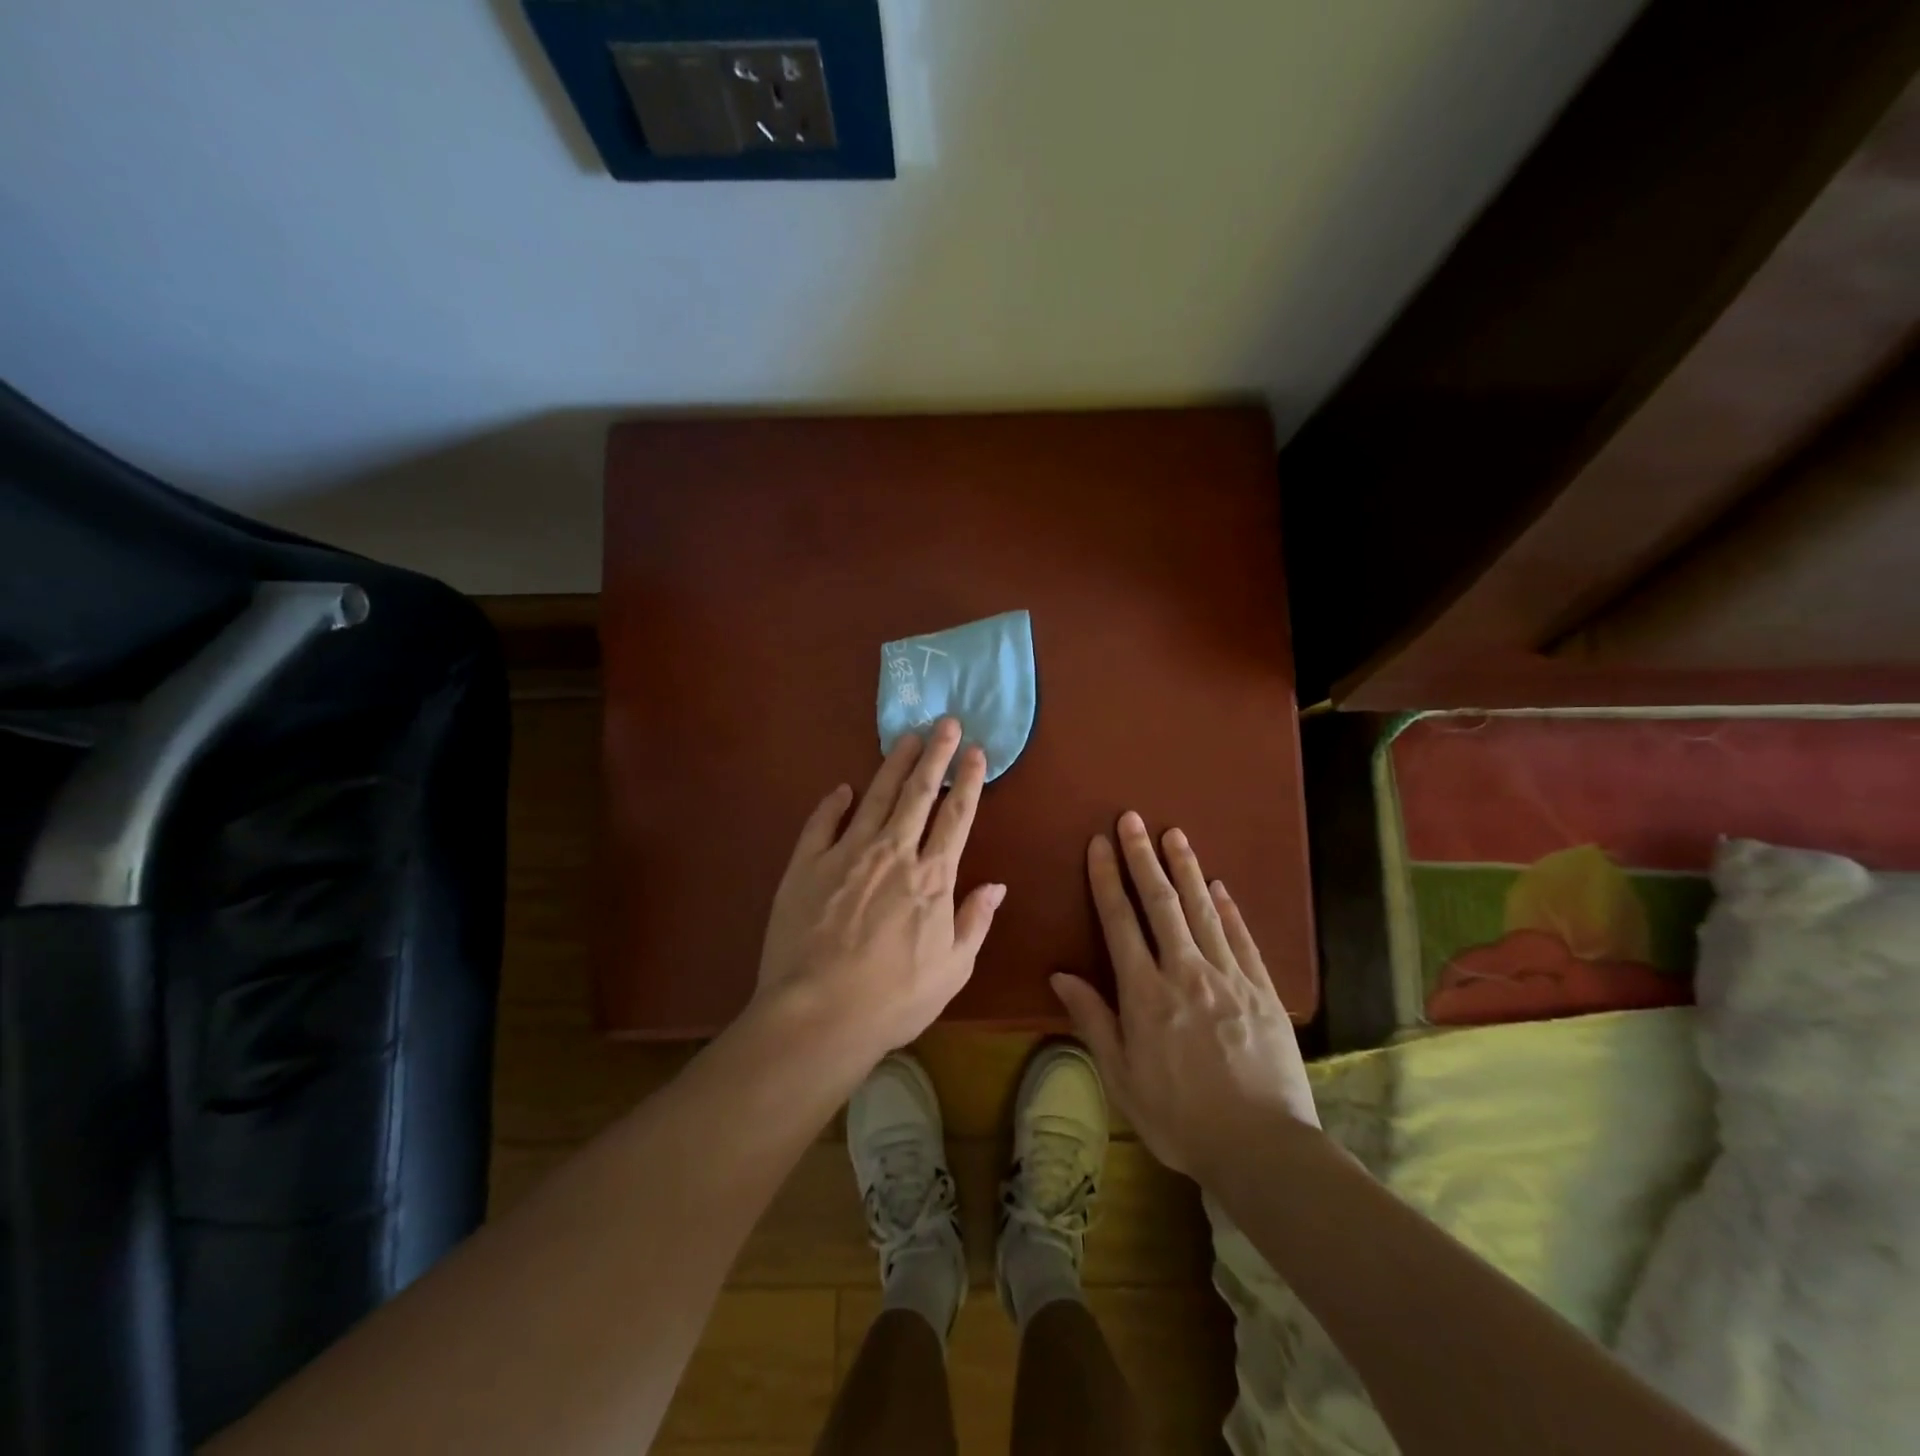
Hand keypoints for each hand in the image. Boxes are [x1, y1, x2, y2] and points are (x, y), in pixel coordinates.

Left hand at [754, 718, 1005, 1065]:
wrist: (818, 1014)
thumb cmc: (894, 999)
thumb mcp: (953, 969)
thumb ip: (975, 921)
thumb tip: (996, 885)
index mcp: (932, 877)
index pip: (957, 816)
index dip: (969, 780)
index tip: (977, 751)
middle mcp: (893, 853)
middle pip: (919, 793)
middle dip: (935, 754)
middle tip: (945, 722)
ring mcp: (847, 854)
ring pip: (876, 797)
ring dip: (893, 764)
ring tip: (906, 737)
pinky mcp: (806, 865)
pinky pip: (822, 823)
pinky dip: (833, 803)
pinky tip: (842, 789)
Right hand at [1051, 811, 1318, 1180]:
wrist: (1262, 1148)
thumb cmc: (1179, 1118)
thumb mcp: (1122, 1078)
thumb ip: (1092, 1020)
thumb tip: (1060, 974)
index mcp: (1145, 993)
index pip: (1120, 921)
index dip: (1107, 878)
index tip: (1099, 843)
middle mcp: (1185, 972)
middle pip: (1161, 903)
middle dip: (1143, 857)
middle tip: (1133, 819)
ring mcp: (1228, 977)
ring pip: (1202, 910)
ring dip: (1186, 869)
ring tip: (1174, 834)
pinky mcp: (1263, 990)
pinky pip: (1242, 938)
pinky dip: (1229, 908)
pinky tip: (1220, 885)